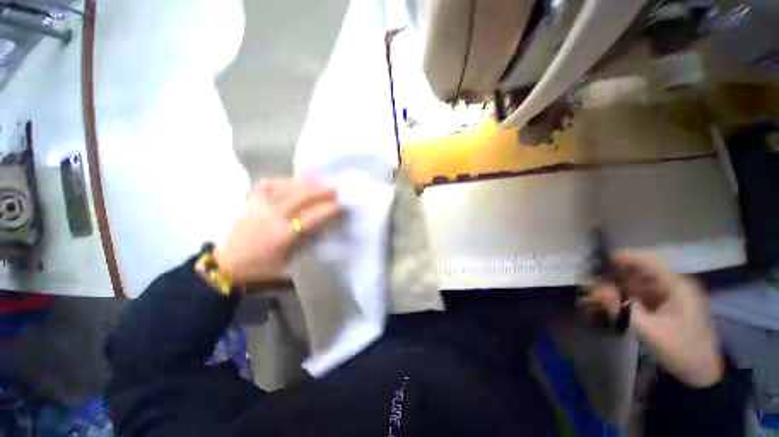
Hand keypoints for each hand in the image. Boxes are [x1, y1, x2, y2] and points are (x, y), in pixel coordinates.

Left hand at [214, 178, 342, 284]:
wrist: (228, 265)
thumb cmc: (262, 268)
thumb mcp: (290, 259)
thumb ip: (306, 240)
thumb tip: (322, 225)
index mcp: (283, 234)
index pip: (312, 216)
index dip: (329, 209)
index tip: (342, 205)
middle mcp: (272, 215)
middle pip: (300, 196)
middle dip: (320, 191)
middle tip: (335, 189)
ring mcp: (259, 206)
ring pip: (285, 187)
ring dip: (305, 183)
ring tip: (318, 181)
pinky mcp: (251, 202)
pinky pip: (267, 184)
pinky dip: (282, 180)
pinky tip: (292, 181)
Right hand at [585, 252, 723, 387]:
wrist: (700, 373)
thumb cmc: (680, 348)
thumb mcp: (649, 330)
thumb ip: (622, 308)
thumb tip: (598, 290)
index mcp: (677, 286)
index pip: (648, 263)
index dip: (626, 258)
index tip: (603, 258)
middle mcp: (675, 286)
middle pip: (644, 272)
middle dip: (620, 273)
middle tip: (597, 278)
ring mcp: (673, 297)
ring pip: (643, 283)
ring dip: (623, 285)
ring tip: (602, 289)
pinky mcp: (668, 307)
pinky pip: (645, 295)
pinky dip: (630, 295)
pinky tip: (617, 300)